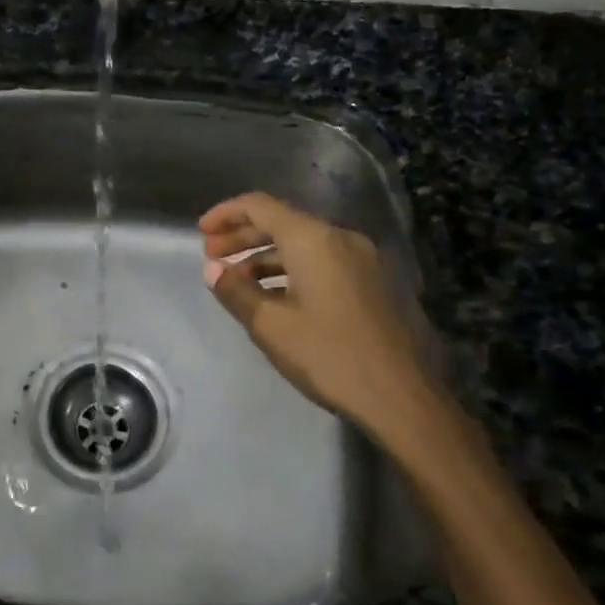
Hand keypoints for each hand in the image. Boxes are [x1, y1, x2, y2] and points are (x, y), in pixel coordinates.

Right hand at [200, 192, 453, 458]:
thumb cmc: (330, 356)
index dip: (226, 214)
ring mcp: (361, 259)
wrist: (402, 397)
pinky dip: (291, 269)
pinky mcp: (372, 281)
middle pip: (281, 221)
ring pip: (303, 243)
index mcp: (313, 239)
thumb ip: (236, 291)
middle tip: (212, 257)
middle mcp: (339, 237)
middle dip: (242, 236)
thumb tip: (212, 269)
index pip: (260, 206)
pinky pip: (322, 260)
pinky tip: (275, 296)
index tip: (201, 233)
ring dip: (266, 255)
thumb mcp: (271, 326)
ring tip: (237, 281)